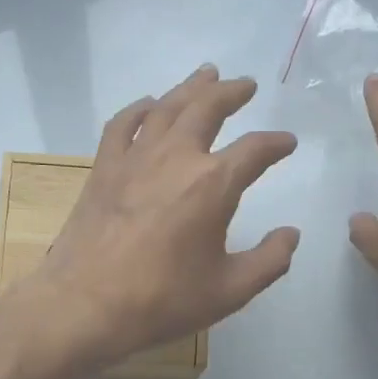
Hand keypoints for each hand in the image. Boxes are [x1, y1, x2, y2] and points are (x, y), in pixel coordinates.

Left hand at [21, 64, 299, 369]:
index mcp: (213, 184)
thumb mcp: (230, 291)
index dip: (276, 144)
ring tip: (207, 74)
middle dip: (232, 92)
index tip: (287, 143)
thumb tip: (291, 235)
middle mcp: (176, 157)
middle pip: (208, 107)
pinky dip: (139, 109)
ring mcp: (135, 158)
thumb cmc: (162, 301)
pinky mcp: (103, 169)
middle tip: (247, 85)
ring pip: (167, 107)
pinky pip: (123, 125)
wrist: (86, 305)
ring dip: (191, 87)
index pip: (255, 150)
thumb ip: (269, 261)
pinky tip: (149, 105)